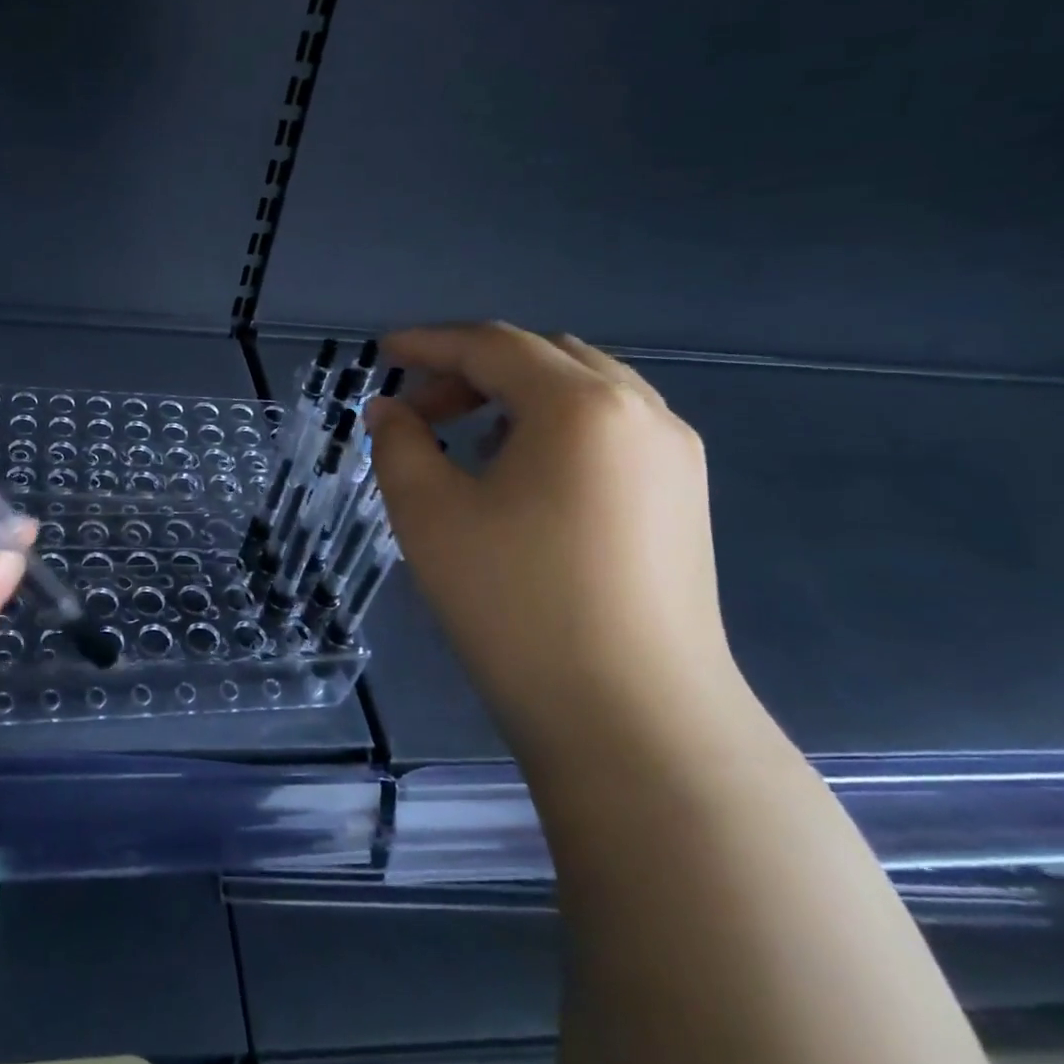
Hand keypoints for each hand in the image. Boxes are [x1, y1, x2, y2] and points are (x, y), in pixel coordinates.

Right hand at [366, 323, 742, 766]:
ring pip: (582, 390)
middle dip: (471, 368)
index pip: (492, 345)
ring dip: (514, 395)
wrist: (632, 720)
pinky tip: (520, 472)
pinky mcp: (682, 498)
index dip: (428, 343)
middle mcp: (640, 412)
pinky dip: (553, 425)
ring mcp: (674, 456)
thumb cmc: (515, 603)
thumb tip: (390, 410)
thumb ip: (398, 443)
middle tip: (416, 407)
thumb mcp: (428, 514)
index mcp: (580, 405)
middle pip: (542, 356)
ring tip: (463, 436)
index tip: (380, 351)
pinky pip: (609, 429)